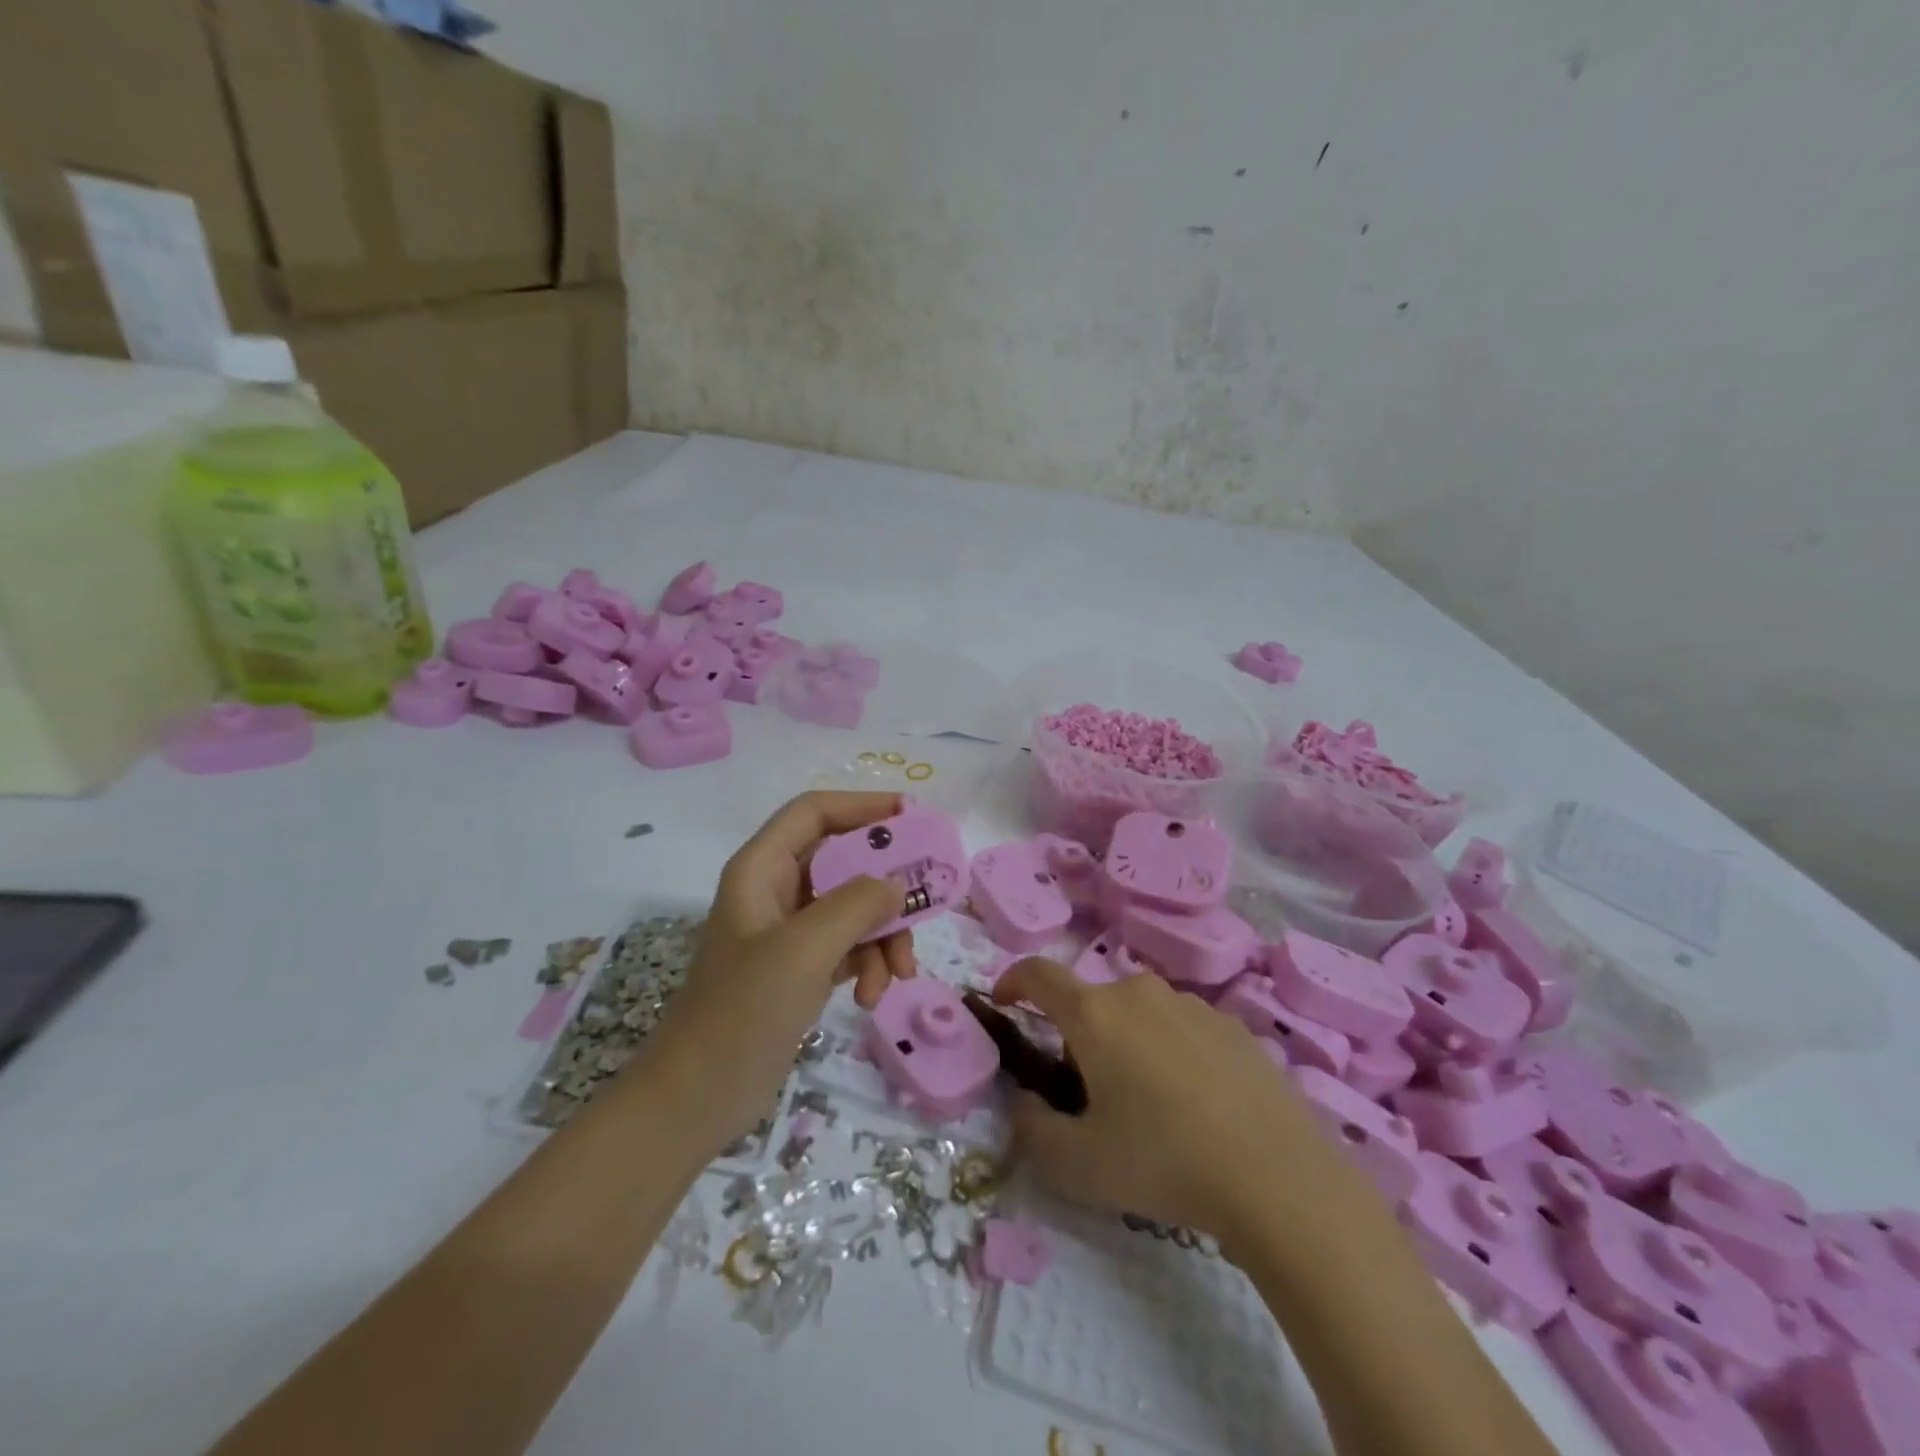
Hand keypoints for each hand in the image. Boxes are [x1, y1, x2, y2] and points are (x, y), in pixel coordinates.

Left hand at [647, 792, 916, 1146]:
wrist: (696, 1099)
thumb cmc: (741, 1012)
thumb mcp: (802, 950)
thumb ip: (855, 905)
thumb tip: (897, 882)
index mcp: (761, 869)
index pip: (815, 813)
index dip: (862, 806)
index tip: (912, 817)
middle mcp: (775, 890)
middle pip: (844, 861)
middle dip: (885, 886)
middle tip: (925, 900)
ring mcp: (789, 932)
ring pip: (854, 908)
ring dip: (882, 937)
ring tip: (897, 975)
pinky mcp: (801, 968)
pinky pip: (849, 946)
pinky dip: (868, 964)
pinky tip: (871, 997)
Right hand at [993, 957, 1355, 1244]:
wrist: (1277, 1177)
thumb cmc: (1162, 1163)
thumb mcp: (1077, 1165)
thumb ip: (1032, 1128)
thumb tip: (1027, 1101)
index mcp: (1094, 1014)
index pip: (1038, 974)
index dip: (1012, 980)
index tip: (1005, 1002)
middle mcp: (1138, 992)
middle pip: (1092, 1002)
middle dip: (1078, 1037)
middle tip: (1089, 1093)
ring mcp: (1191, 1004)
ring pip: (1139, 1014)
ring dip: (1127, 1043)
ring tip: (1149, 1105)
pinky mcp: (1232, 1025)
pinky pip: (1182, 1028)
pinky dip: (1171, 1051)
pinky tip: (1197, 1104)